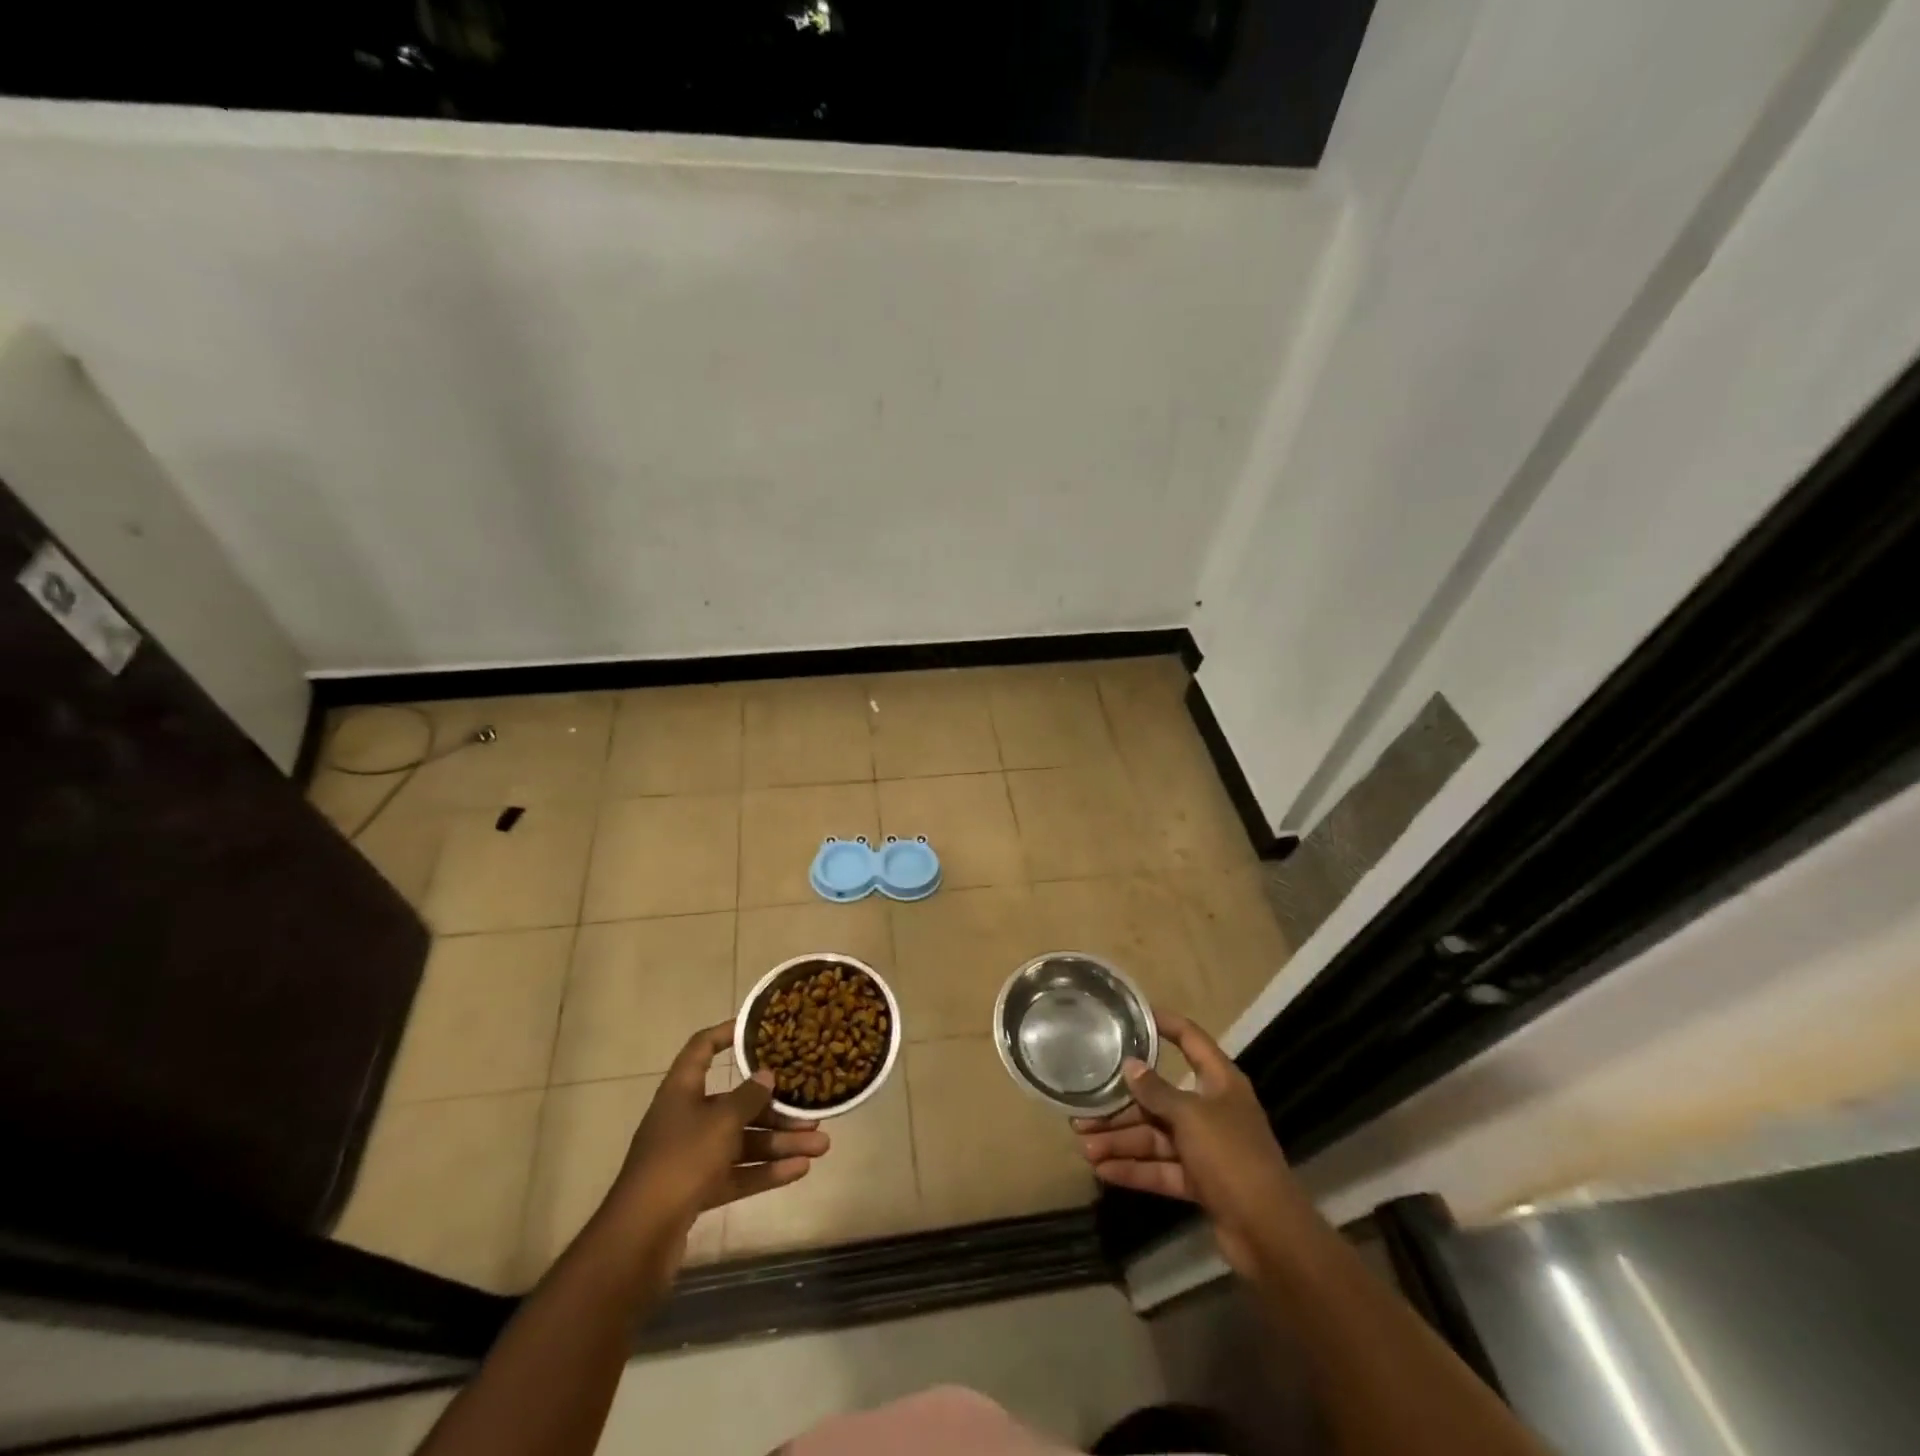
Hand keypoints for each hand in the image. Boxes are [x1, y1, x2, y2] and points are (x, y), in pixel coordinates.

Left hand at [605, 1022, 829, 1252]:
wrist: (639, 1239)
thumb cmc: (680, 1161)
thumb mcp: (720, 1122)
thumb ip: (748, 1097)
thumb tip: (767, 1075)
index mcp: (682, 1091)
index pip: (702, 1049)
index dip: (727, 1034)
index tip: (760, 1029)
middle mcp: (687, 1118)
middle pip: (736, 1104)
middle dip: (776, 1109)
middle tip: (812, 1109)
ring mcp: (692, 1157)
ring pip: (743, 1142)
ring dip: (780, 1143)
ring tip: (821, 1145)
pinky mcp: (699, 1190)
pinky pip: (739, 1173)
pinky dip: (767, 1171)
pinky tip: (801, 1170)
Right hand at [1074, 1011, 1302, 1277]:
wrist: (1270, 1234)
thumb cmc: (1232, 1157)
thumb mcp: (1191, 1116)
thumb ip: (1157, 1091)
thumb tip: (1130, 1066)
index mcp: (1220, 1082)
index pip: (1191, 1040)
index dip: (1166, 1024)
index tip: (1134, 1016)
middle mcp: (1212, 1110)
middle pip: (1161, 1099)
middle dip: (1122, 1108)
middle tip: (1084, 1112)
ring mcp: (1206, 1148)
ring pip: (1155, 1138)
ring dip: (1121, 1142)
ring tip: (1084, 1147)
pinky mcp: (1200, 1183)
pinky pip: (1161, 1169)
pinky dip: (1135, 1170)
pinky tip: (1103, 1171)